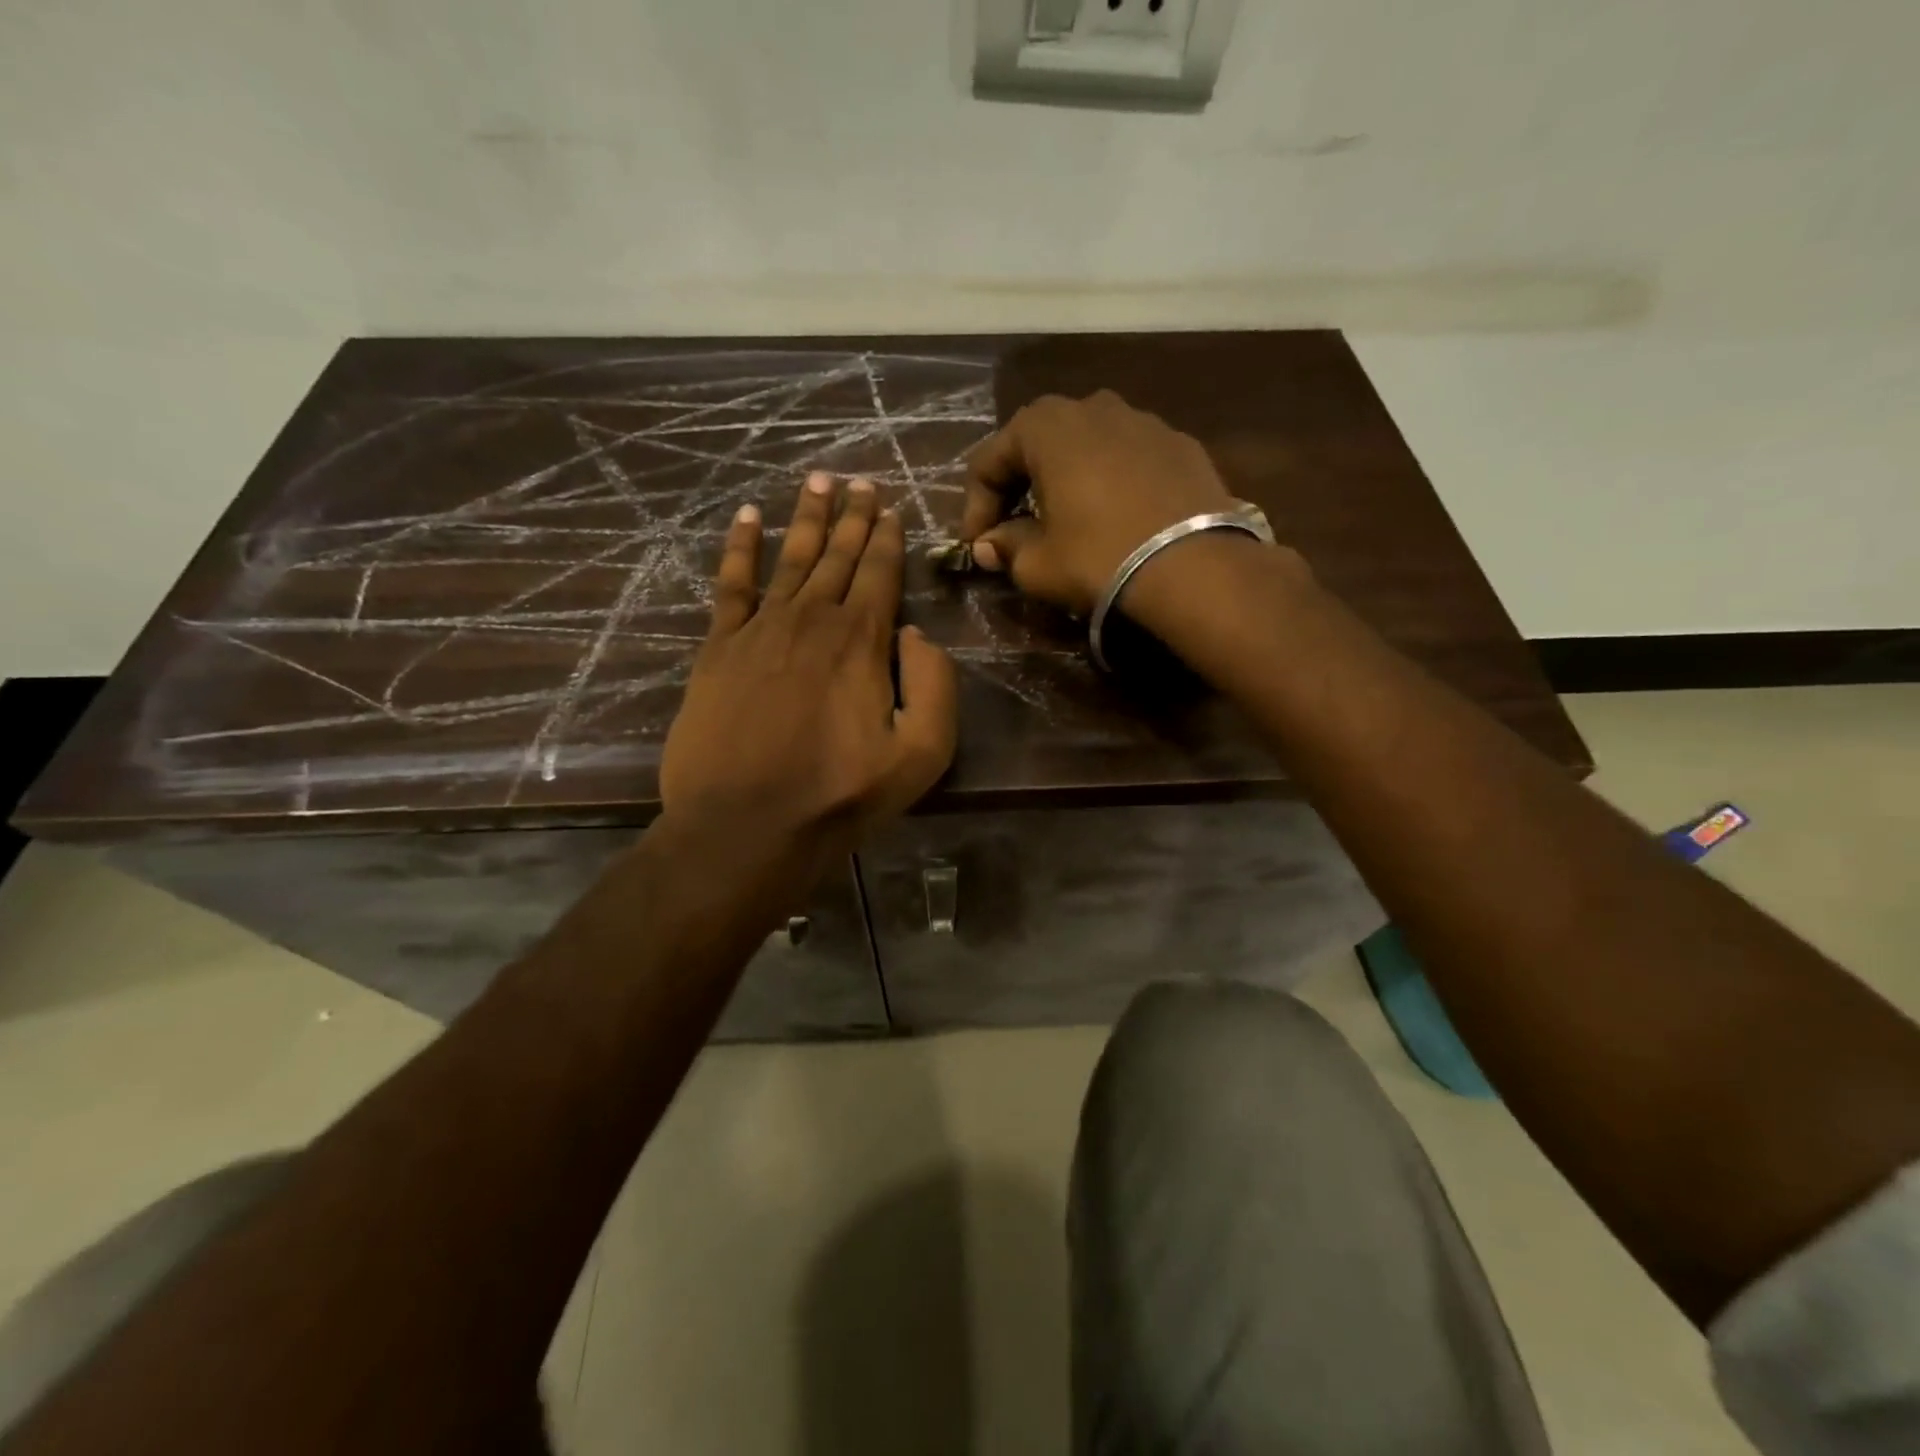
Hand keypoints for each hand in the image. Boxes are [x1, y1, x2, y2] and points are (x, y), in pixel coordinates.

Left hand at [662, 473, 958, 848]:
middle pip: (839, 555)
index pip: (880, 572)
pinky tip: (748, 519)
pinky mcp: (720, 648)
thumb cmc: (841, 795)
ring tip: (818, 480)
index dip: (888, 537)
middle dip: (854, 515)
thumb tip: (916, 636)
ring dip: (808, 517)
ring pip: (791, 557)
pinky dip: (741, 547)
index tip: (891, 507)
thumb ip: (935, 686)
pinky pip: (732, 584)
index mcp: (863, 640)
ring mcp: (761, 629)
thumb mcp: (922, 753)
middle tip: (860, 480)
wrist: (747, 824)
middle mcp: (813, 619)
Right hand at [959, 390, 1237, 614]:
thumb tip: (989, 545)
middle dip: (1019, 485)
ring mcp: (1144, 421)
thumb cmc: (1099, 558)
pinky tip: (1115, 518)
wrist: (1195, 567)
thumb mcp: (1037, 564)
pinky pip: (1128, 459)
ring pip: (1087, 446)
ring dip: (1066, 479)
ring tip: (1067, 520)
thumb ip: (1006, 547)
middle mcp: (1094, 407)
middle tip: (1015, 527)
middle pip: (1038, 443)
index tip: (978, 545)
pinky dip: (1110, 482)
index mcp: (1048, 426)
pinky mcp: (1181, 445)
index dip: (976, 506)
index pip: (990, 460)